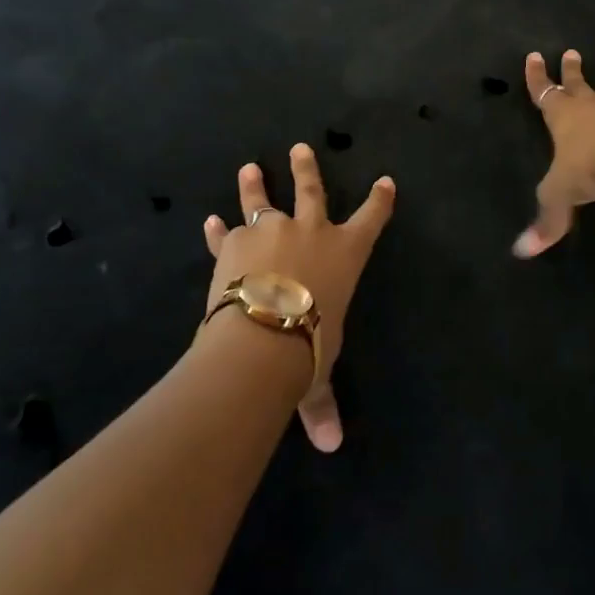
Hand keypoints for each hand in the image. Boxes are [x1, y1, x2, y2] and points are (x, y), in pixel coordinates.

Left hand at [201, 144, 395, 451]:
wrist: (263, 334)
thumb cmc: (308, 347)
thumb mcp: (318, 374)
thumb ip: (322, 405)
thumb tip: (331, 447)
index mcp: (345, 254)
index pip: (371, 219)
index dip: (380, 200)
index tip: (386, 181)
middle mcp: (311, 232)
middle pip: (312, 190)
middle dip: (307, 169)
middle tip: (300, 148)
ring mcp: (271, 231)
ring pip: (264, 200)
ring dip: (255, 185)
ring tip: (249, 168)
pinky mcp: (235, 242)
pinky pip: (226, 233)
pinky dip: (217, 231)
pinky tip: (209, 220)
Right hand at [514, 48, 594, 257]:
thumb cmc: (589, 167)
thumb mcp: (560, 195)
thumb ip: (546, 221)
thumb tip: (522, 252)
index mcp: (562, 117)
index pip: (543, 92)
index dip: (537, 77)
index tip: (534, 56)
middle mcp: (589, 109)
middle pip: (577, 85)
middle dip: (571, 71)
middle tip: (571, 52)